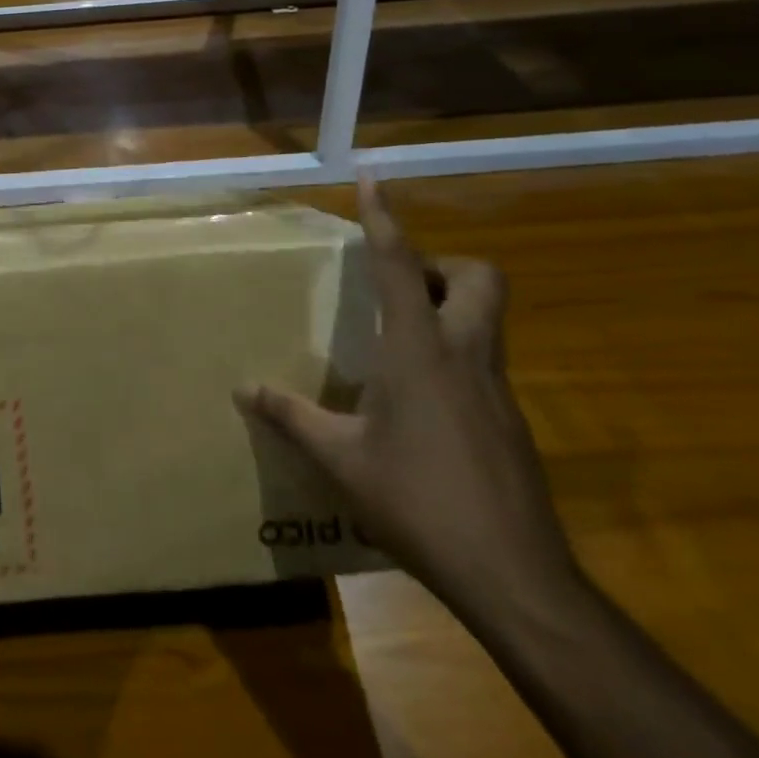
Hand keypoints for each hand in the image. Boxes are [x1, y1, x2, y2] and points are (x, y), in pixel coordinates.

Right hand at [235, 182, 576, 617]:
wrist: (515, 578)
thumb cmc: (418, 501)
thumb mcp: (340, 459)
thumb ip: (291, 416)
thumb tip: (243, 388)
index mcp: (419, 352)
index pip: (401, 266)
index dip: (385, 219)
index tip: (374, 179)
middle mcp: (465, 356)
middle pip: (480, 278)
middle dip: (442, 265)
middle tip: (399, 286)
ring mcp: (497, 389)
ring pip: (488, 318)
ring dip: (449, 307)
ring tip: (398, 337)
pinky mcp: (511, 421)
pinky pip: (484, 362)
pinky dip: (453, 355)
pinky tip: (418, 400)